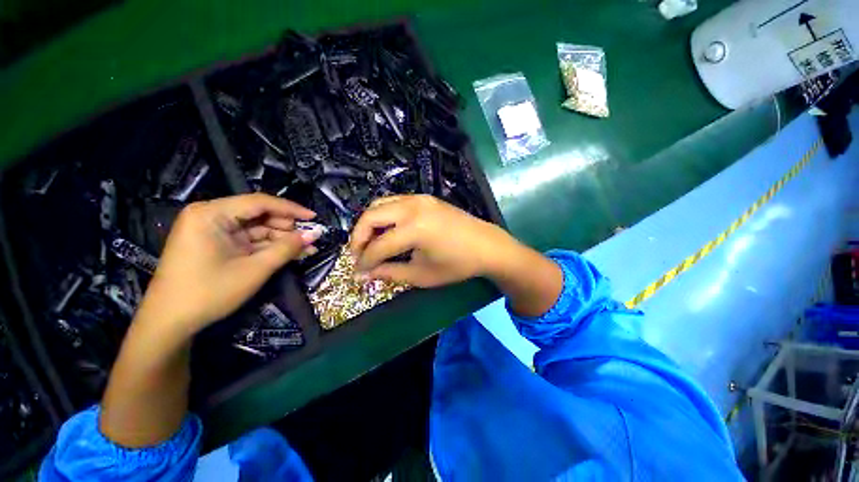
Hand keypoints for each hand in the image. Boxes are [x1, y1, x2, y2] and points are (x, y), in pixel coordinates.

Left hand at [135, 193, 318, 333]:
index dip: (291, 209)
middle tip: (311, 239)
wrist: (170, 323)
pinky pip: (249, 240)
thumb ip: (287, 248)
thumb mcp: (254, 269)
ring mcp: (213, 231)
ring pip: (257, 229)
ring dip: (282, 239)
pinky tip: (291, 253)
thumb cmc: (209, 292)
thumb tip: (315, 234)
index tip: (315, 218)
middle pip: (259, 215)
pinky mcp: (217, 245)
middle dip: (287, 228)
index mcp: (211, 214)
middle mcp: (211, 216)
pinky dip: (270, 247)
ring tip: (308, 249)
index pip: (259, 202)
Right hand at [349, 195, 515, 286]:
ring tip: (372, 243)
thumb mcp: (422, 275)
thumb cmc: (458, 264)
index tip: (358, 273)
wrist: (487, 246)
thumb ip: (390, 273)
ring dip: (370, 223)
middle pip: (370, 216)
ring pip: (380, 204)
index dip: (364, 261)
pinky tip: (388, 231)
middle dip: (358, 237)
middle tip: (359, 255)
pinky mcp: (424, 197)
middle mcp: (413, 207)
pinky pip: (394, 202)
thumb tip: (363, 275)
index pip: (378, 246)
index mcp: (414, 228)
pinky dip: (384, 215)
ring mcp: (419, 198)